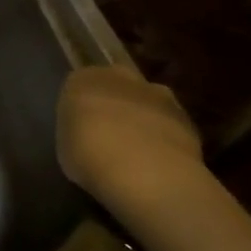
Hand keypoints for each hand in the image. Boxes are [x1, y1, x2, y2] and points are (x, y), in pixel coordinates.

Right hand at [56, 65, 210, 216]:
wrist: (146, 173)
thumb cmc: (90, 158)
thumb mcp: (65, 149)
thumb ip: (77, 134)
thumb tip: (87, 138)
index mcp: (82, 80)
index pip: (78, 87)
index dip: (81, 109)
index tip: (82, 131)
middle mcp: (119, 77)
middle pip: (115, 87)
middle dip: (114, 106)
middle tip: (110, 137)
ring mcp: (156, 93)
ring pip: (145, 102)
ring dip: (142, 119)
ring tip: (139, 153)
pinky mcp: (185, 116)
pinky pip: (169, 124)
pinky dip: (165, 138)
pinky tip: (161, 163)